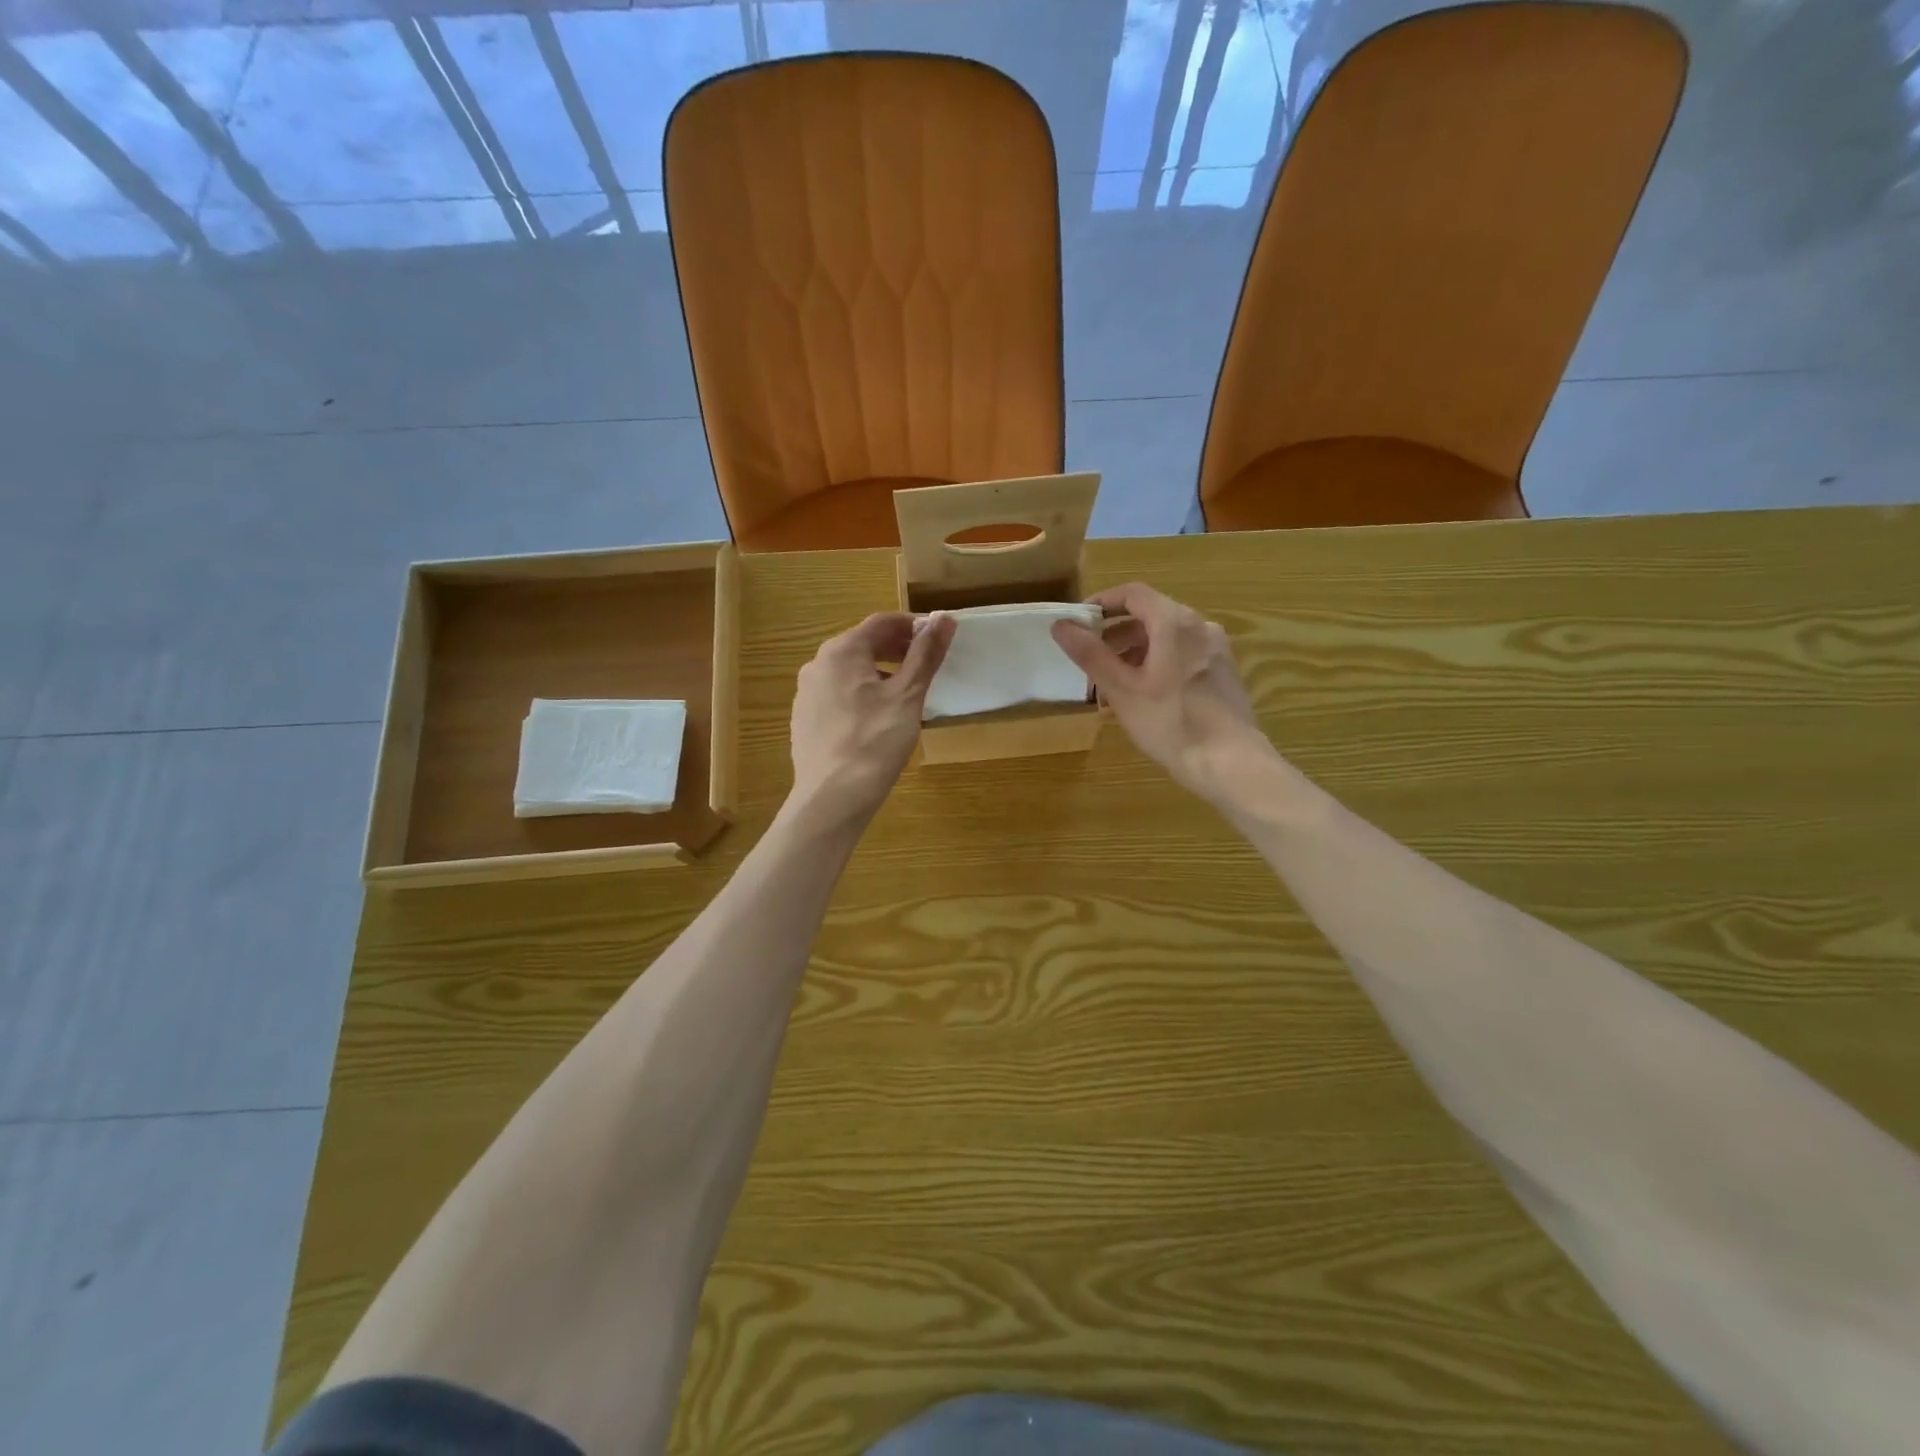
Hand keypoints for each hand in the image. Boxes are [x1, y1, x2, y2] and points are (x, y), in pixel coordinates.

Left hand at [788, 611, 954, 829]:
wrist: (831, 798)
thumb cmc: (875, 742)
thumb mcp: (908, 696)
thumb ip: (925, 654)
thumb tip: (944, 618)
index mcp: (841, 651)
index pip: (882, 622)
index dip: (914, 625)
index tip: (938, 637)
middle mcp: (817, 664)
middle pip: (863, 645)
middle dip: (897, 650)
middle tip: (926, 665)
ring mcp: (806, 694)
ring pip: (849, 672)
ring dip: (880, 673)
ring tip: (906, 694)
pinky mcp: (804, 720)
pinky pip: (838, 695)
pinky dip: (862, 695)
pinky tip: (878, 720)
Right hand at [1052, 583, 1266, 803]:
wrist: (1231, 764)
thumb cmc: (1171, 723)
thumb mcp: (1122, 690)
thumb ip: (1091, 654)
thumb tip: (1061, 626)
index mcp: (1174, 622)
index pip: (1132, 593)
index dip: (1101, 603)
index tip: (1078, 624)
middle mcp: (1199, 626)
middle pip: (1150, 616)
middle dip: (1115, 636)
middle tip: (1090, 663)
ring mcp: (1216, 649)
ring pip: (1165, 639)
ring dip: (1134, 655)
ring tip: (1111, 688)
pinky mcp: (1223, 673)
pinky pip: (1182, 656)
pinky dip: (1156, 666)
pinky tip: (1143, 699)